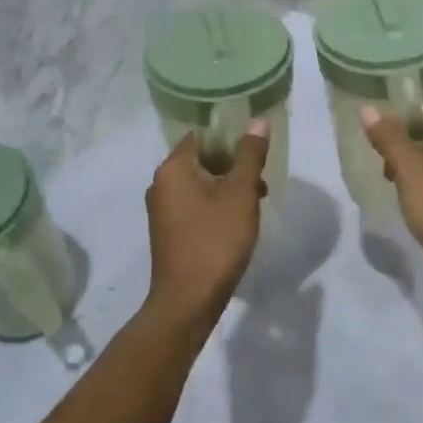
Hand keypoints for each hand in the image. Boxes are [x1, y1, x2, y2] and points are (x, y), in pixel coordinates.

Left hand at [145, 121, 270, 333]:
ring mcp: (162, 209)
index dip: (230, 137)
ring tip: (256, 201)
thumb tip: (258, 121)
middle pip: (202, 159)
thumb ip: (250, 155)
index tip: (256, 148)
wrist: (188, 300)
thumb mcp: (241, 193)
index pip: (202, 136)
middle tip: (261, 177)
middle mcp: (161, 184)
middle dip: (233, 164)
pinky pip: (195, 204)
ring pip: (200, 184)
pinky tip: (238, 221)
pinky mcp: (168, 231)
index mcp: (173, 168)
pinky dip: (216, 205)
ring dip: (228, 186)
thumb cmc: (215, 240)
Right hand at [360, 102, 422, 297]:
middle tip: (376, 148)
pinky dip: (419, 178)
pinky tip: (401, 191)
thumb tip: (367, 109)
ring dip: (409, 160)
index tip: (377, 115)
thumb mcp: (409, 170)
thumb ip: (388, 138)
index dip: (405, 107)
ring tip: (385, 173)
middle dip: (403, 137)